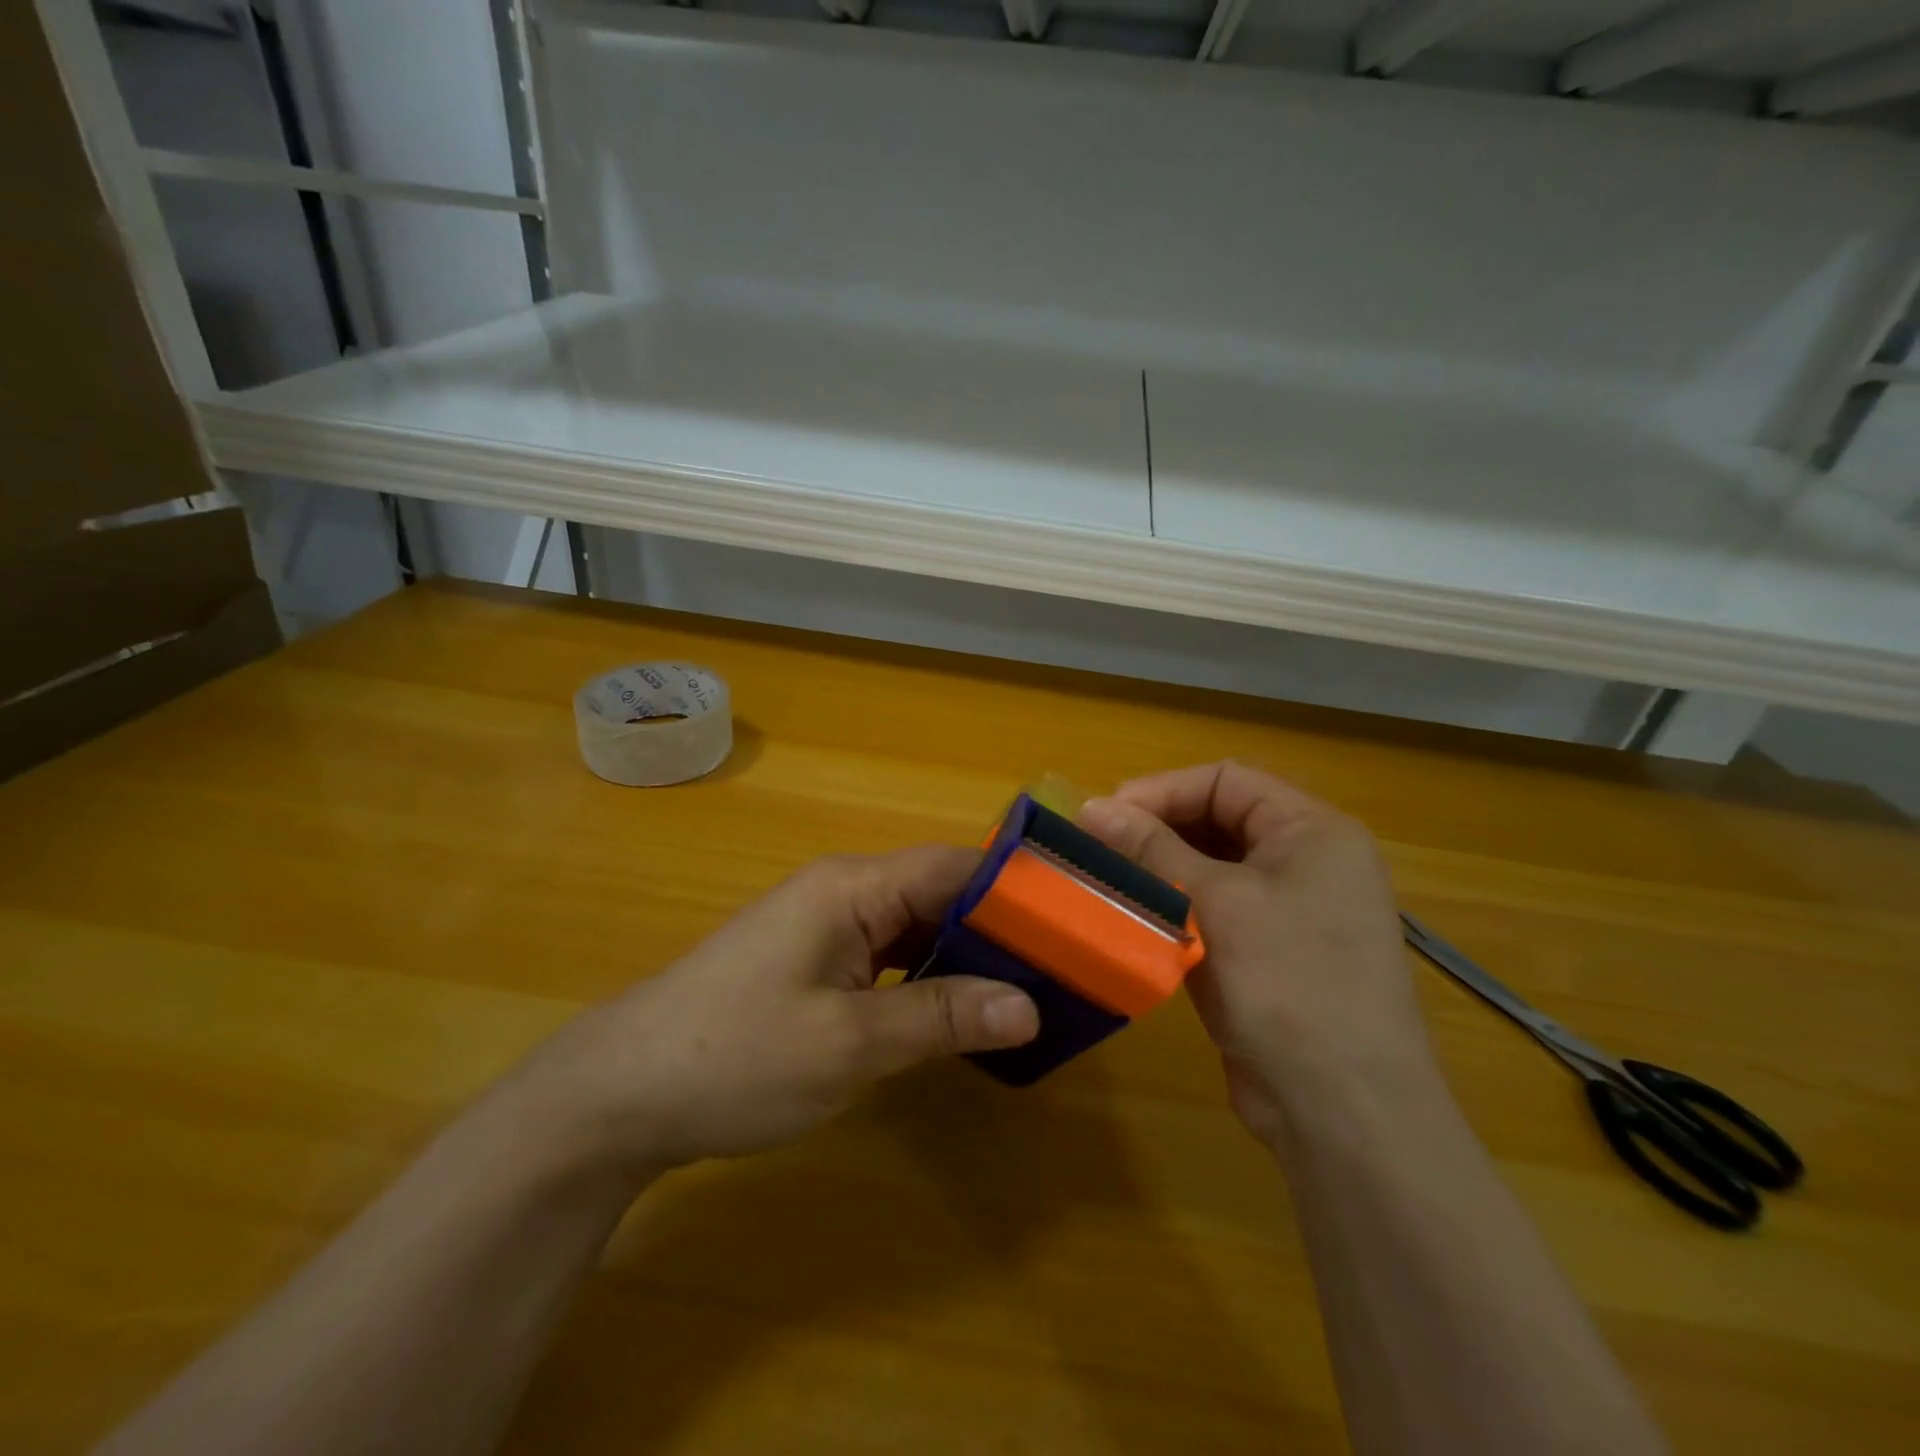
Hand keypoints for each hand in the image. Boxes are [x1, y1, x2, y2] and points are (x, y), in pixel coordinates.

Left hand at [518, 847, 1039, 1175]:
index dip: (1016, 892)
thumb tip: (1029, 1006)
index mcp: (853, 887)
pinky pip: (888, 955)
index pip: (954, 867)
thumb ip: (941, 1016)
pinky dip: (928, 976)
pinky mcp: (812, 962)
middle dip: (998, 928)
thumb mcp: (848, 1043)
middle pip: (938, 893)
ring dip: (965, 955)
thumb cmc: (735, 1056)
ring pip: (915, 926)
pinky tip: (959, 1010)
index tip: (1075, 923)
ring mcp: (824, 927)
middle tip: (1063, 968)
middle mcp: (843, 892)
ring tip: (1028, 989)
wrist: (620, 1093)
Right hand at [1080, 762, 1436, 1146]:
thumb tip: (1092, 806)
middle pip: (1219, 820)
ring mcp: (1291, 910)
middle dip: (1157, 830)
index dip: (1162, 790)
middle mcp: (1308, 861)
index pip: (1226, 780)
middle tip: (1097, 849)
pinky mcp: (1270, 954)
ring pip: (1212, 868)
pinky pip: (1215, 910)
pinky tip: (1136, 920)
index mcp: (1313, 830)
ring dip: (1160, 871)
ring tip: (1107, 882)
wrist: (1344, 1112)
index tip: (1104, 816)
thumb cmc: (1286, 986)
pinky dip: (1175, 908)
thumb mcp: (1214, 904)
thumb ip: (1151, 849)